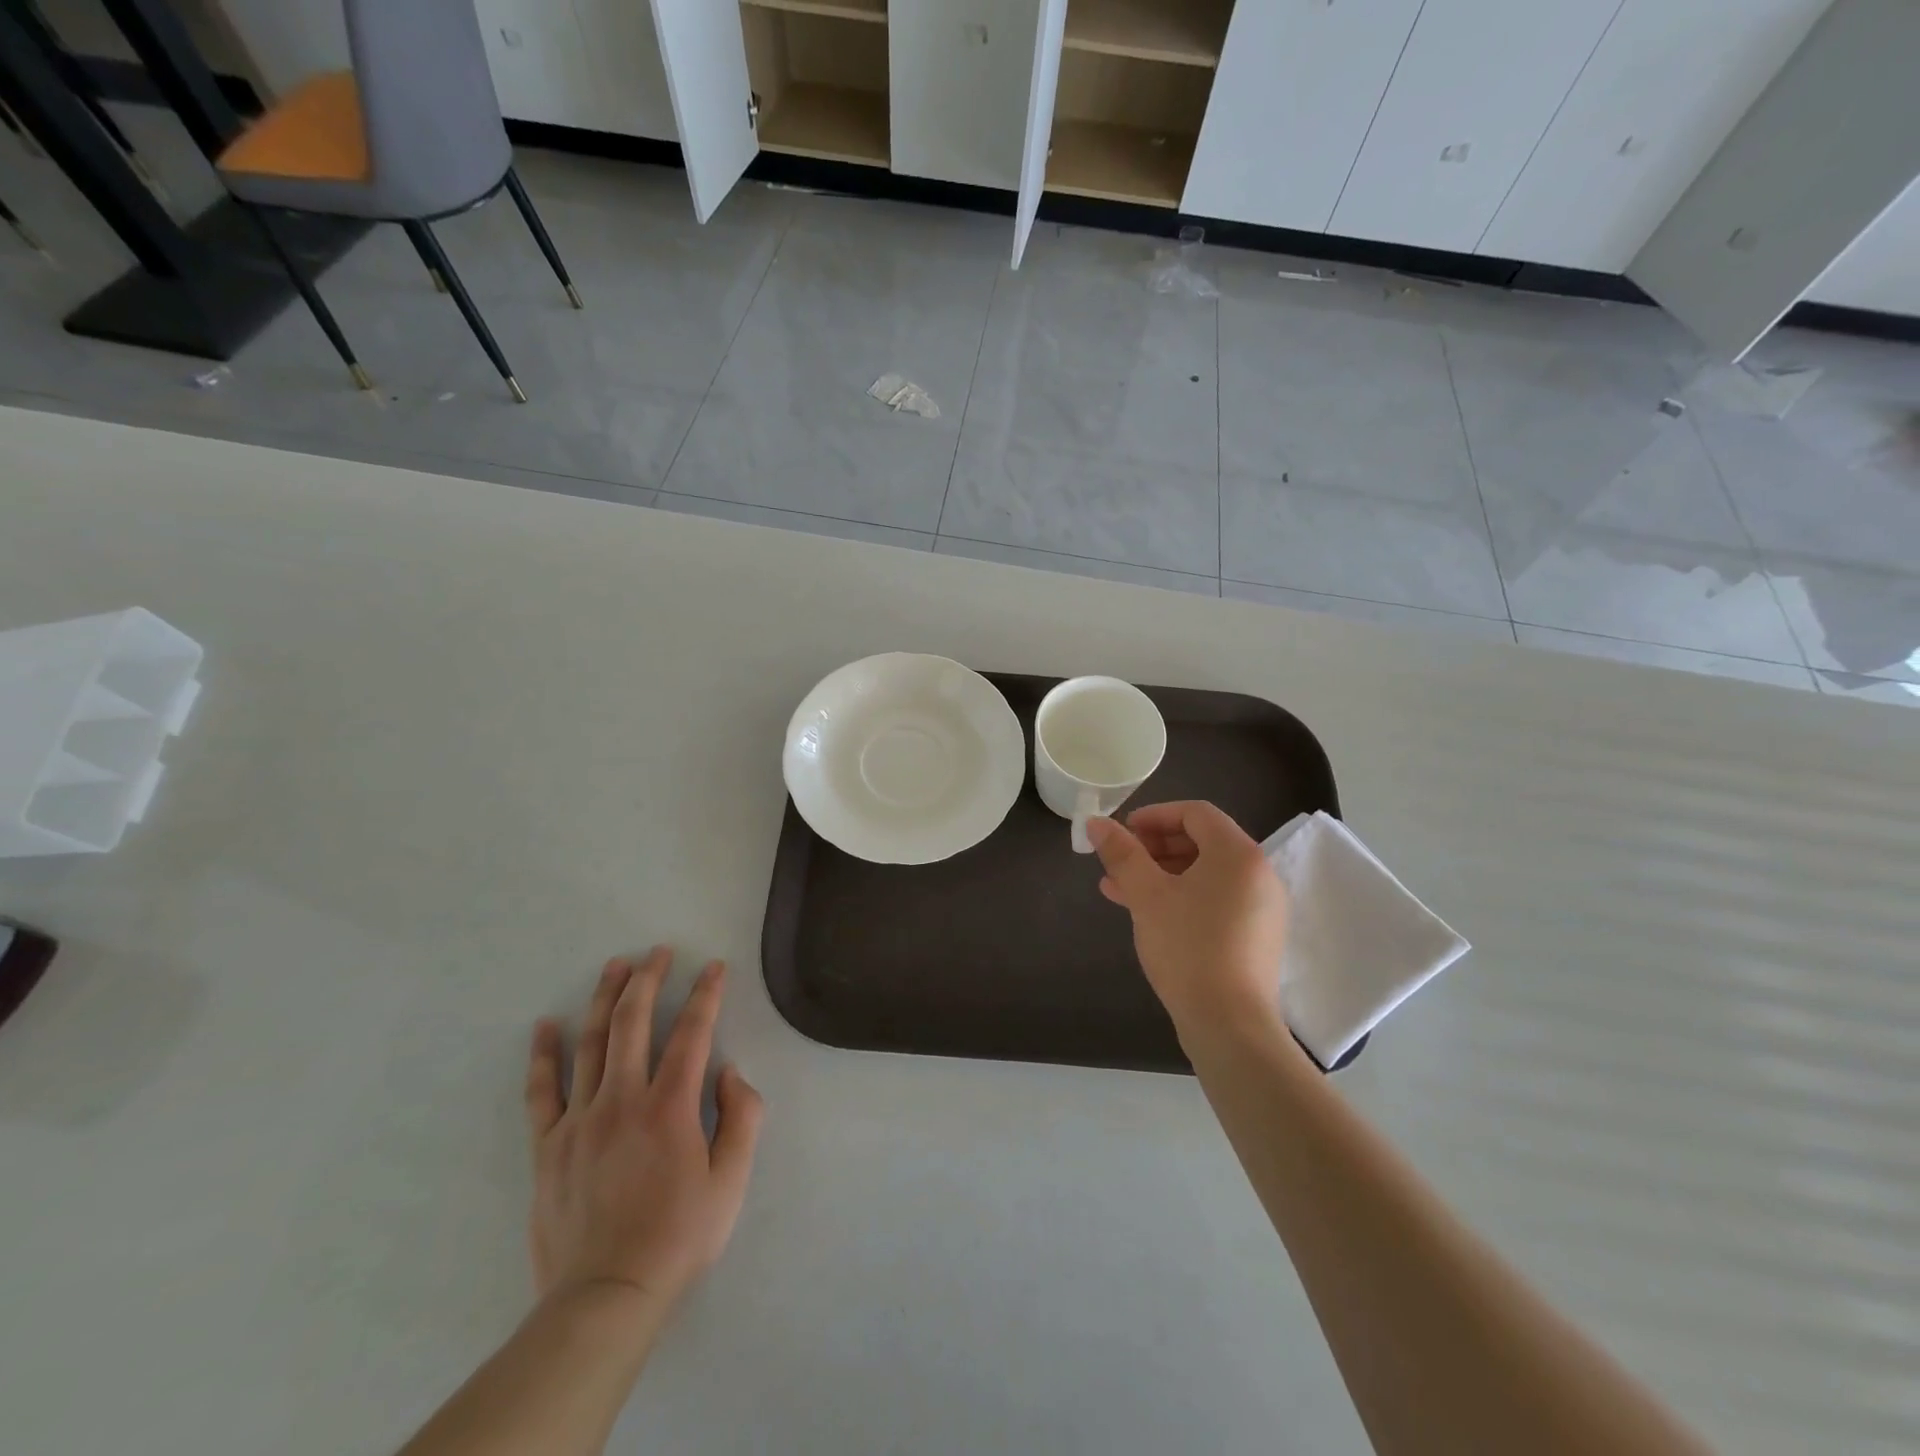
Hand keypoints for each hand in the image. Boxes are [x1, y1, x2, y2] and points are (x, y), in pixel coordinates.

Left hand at [523, 950, 763, 1327]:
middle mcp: (623, 1099)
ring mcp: (580, 1120)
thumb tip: (728, 1071)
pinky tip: (546, 1026)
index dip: (706, 994)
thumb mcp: (731, 1181)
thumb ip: (741, 1118)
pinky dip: (544, 1055)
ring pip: (591, 1044)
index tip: (714, 966)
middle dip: (649, 979)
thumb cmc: (678, 1237)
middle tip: (658, 952)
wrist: (605, 1297)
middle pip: (634, 1023)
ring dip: (604, 999)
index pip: (692, 1032)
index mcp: (670, 1106)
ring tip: (614, 966)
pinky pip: (542, 1091)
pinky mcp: (548, 1146)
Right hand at [1087, 802, 1289, 1043]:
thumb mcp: (1147, 895)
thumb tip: (1096, 823)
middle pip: (1202, 842)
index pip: (1196, 813)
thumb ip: (1122, 854)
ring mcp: (1261, 908)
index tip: (1122, 832)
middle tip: (1119, 861)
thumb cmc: (1188, 947)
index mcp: (1238, 854)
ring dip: (1161, 874)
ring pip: (1205, 874)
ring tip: (1119, 890)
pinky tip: (1147, 914)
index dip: (1154, 815)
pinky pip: (1215, 900)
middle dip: (1154, 847)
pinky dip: (1181, 897)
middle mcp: (1258, 874)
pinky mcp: (1255, 937)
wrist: (1229, 1025)